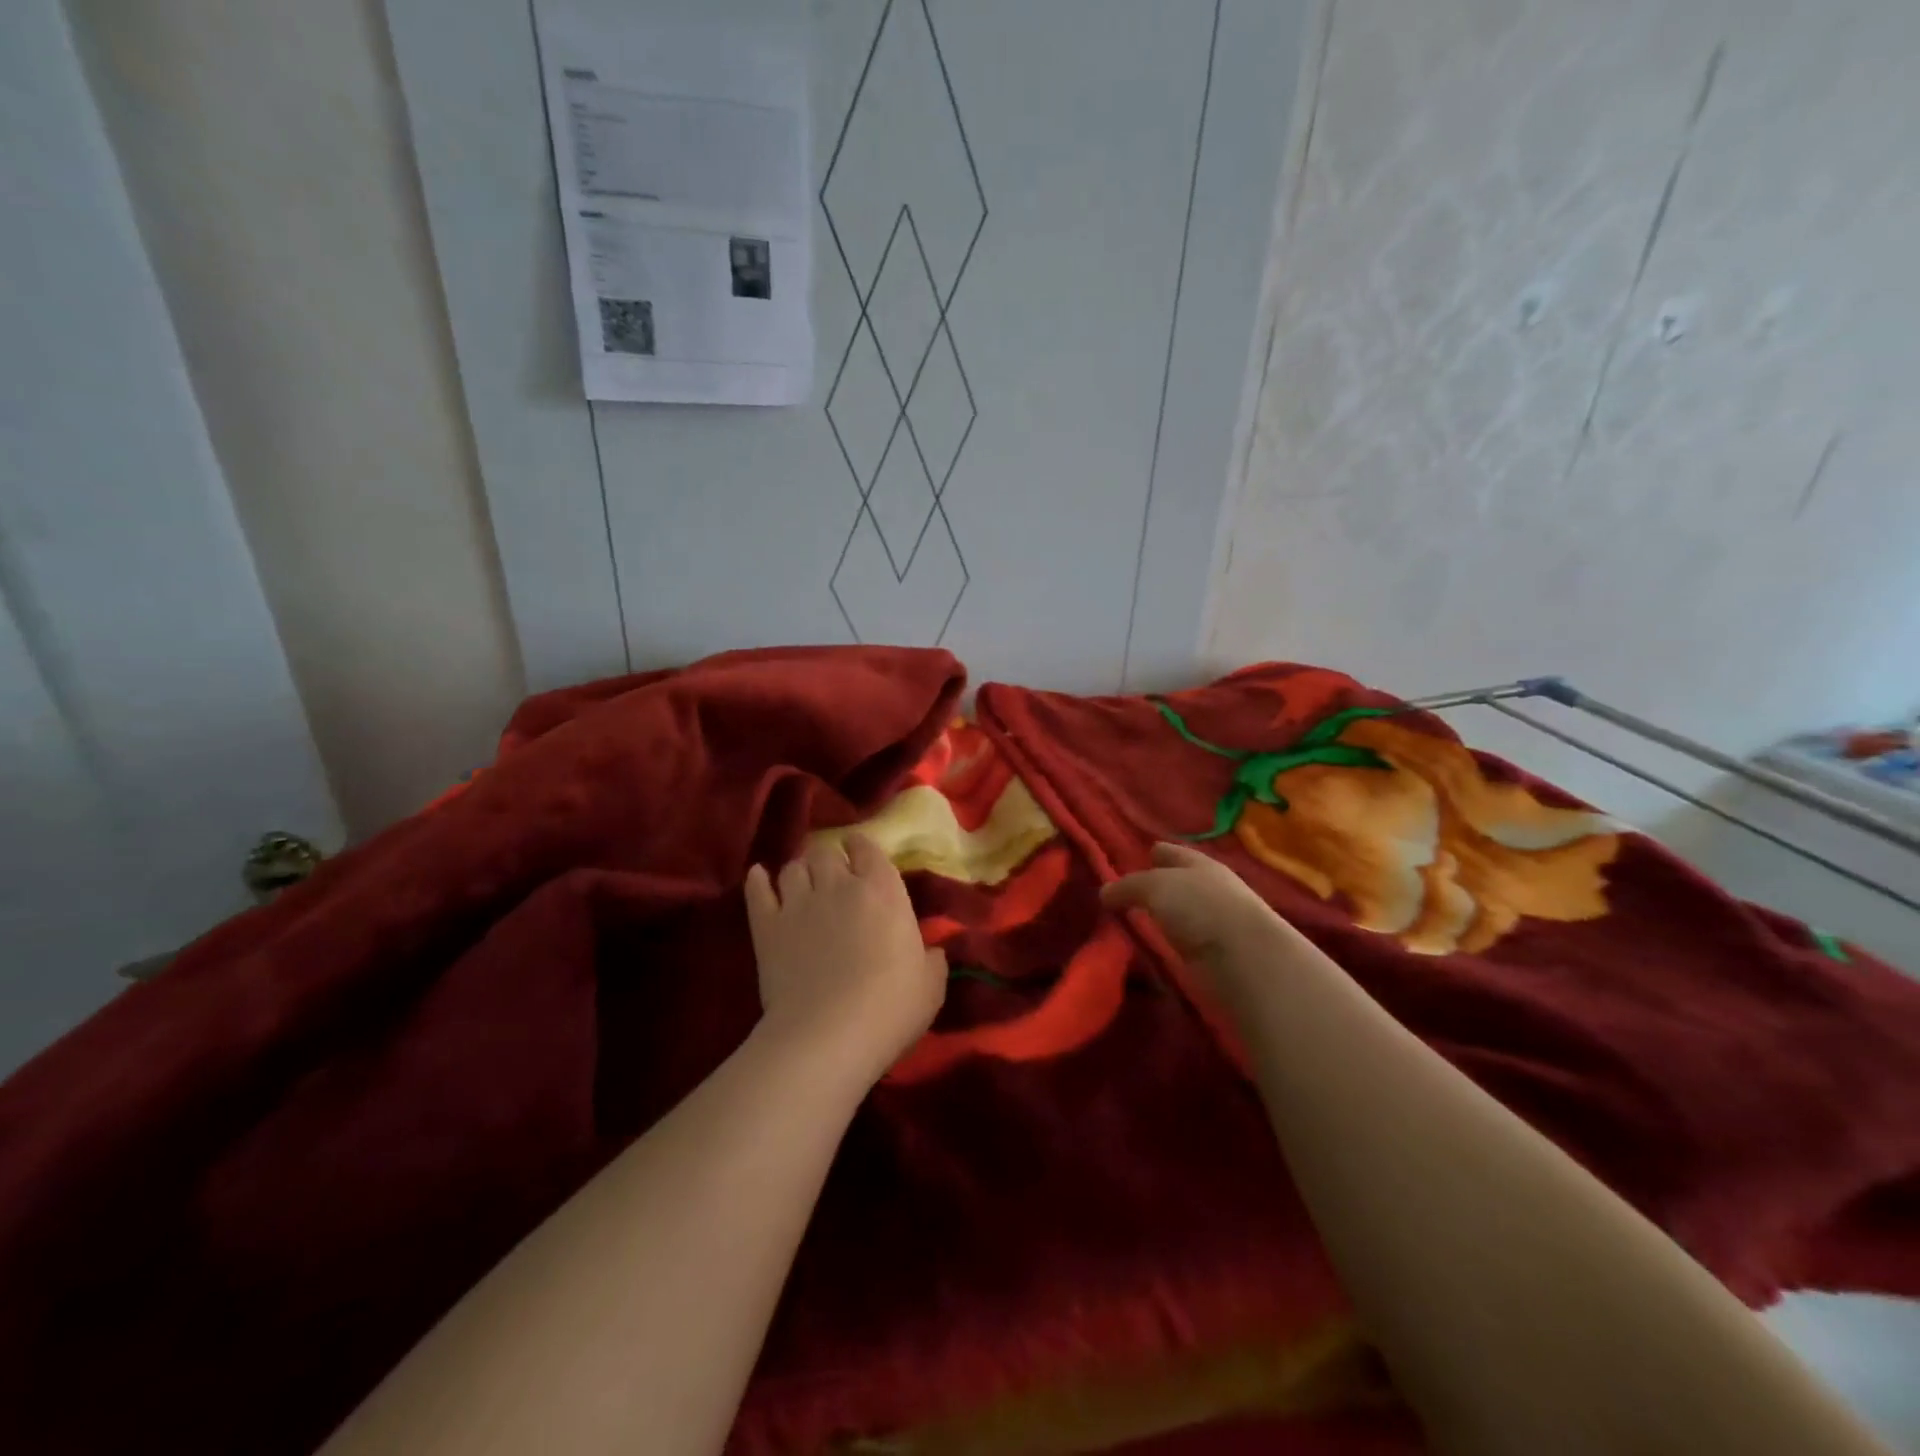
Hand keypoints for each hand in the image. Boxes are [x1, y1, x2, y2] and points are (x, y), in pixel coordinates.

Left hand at [744, 833, 947, 1085]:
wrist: (830, 1034)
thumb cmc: (891, 1007)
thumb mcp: (930, 986)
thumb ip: (932, 960)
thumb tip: (932, 952)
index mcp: (882, 891)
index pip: (868, 848)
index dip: (861, 846)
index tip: (859, 852)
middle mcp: (838, 885)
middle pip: (825, 853)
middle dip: (828, 860)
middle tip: (831, 878)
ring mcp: (798, 903)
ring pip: (792, 867)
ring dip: (799, 872)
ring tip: (801, 885)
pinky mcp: (767, 927)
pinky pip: (757, 891)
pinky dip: (758, 881)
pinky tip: (759, 878)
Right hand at [1100, 842, 1288, 991]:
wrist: (1244, 959)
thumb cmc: (1200, 907)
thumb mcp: (1154, 886)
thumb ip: (1128, 886)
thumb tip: (1104, 892)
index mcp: (1199, 864)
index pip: (1172, 852)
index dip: (1155, 852)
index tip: (1136, 856)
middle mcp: (1211, 889)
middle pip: (1179, 882)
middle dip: (1158, 884)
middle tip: (1127, 892)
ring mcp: (1217, 923)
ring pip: (1182, 913)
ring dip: (1164, 916)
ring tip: (1135, 920)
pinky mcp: (1217, 955)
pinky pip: (1185, 942)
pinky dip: (1171, 942)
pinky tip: (1155, 945)